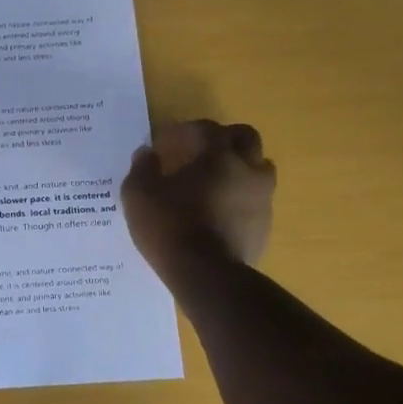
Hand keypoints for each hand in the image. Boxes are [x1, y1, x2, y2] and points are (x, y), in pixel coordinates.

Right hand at [122, 120, 275, 276]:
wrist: (206, 275)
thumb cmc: (169, 226)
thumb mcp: (138, 194)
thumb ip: (142, 167)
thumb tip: (146, 153)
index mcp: (219, 155)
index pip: (206, 128)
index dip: (184, 131)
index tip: (163, 144)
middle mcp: (248, 170)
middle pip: (245, 138)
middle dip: (221, 139)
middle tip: (197, 152)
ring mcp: (262, 199)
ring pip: (258, 169)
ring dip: (237, 168)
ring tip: (212, 182)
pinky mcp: (264, 226)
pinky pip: (255, 201)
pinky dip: (239, 198)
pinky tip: (218, 212)